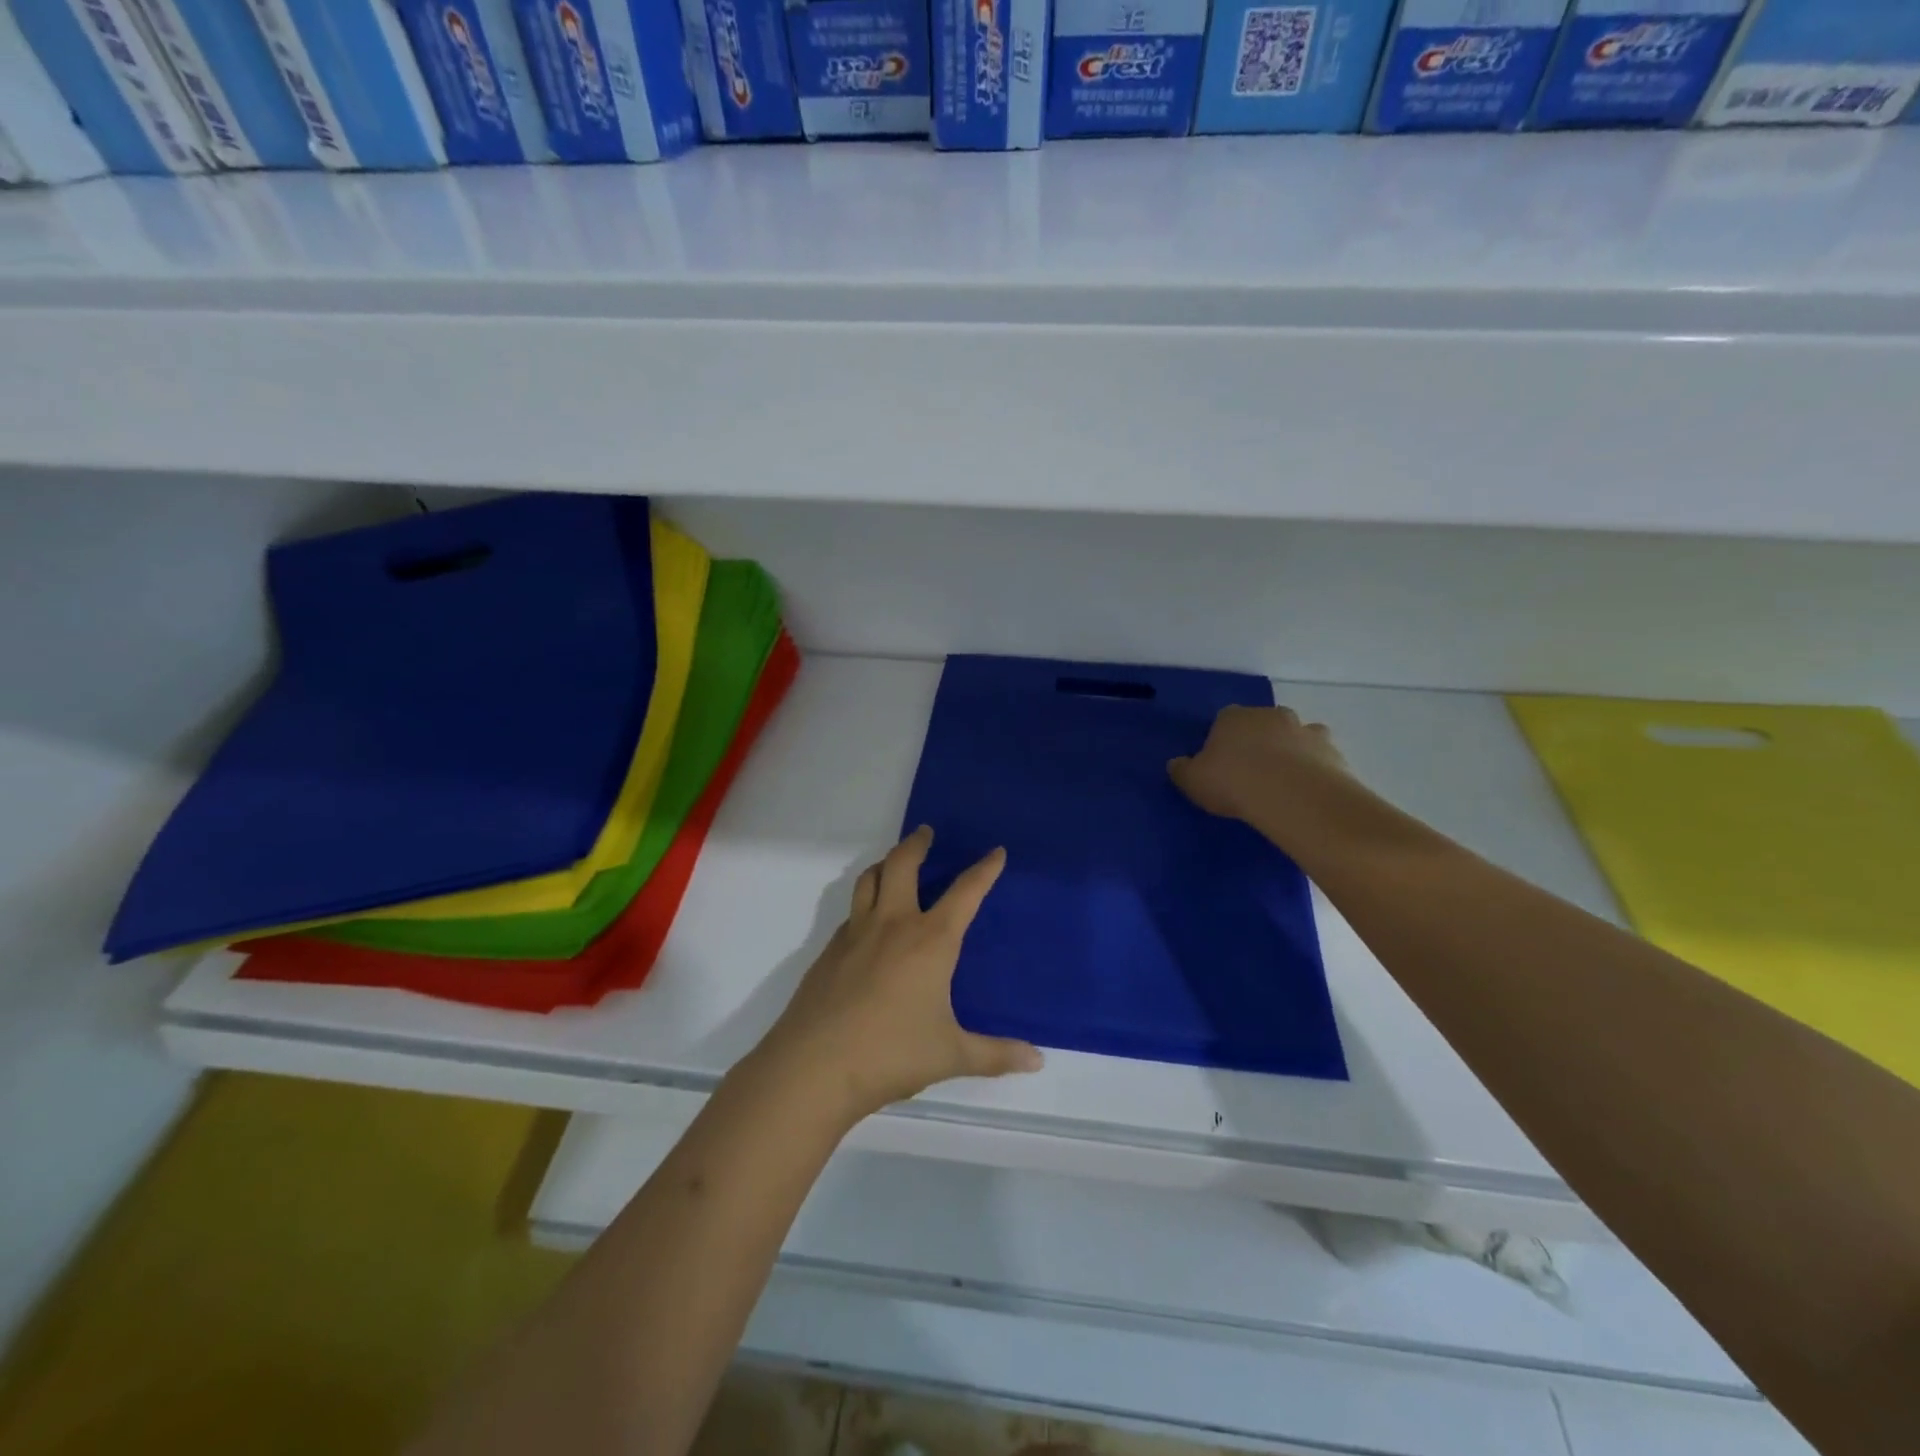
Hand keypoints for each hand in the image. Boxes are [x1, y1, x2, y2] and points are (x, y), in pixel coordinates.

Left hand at [758, 826, 1042, 1123]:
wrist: (814, 1066)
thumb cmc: (891, 1054)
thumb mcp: (951, 1056)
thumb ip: (995, 1054)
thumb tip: (1037, 1060)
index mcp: (930, 941)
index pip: (965, 892)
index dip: (984, 870)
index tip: (995, 852)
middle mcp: (893, 925)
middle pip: (903, 865)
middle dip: (917, 843)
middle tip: (926, 832)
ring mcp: (856, 934)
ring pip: (869, 880)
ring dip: (885, 864)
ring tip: (894, 865)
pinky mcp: (829, 951)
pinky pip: (852, 912)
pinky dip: (865, 903)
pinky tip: (870, 925)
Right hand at [1168, 704, 1346, 822]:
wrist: (1291, 794)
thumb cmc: (1233, 782)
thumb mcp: (1193, 781)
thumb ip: (1182, 770)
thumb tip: (1176, 764)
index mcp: (1232, 717)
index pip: (1224, 720)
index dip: (1223, 741)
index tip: (1221, 764)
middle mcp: (1270, 715)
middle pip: (1262, 724)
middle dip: (1259, 742)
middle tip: (1252, 773)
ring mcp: (1304, 730)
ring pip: (1295, 736)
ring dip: (1290, 752)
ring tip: (1283, 783)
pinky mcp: (1331, 751)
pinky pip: (1319, 757)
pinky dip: (1314, 768)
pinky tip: (1306, 791)